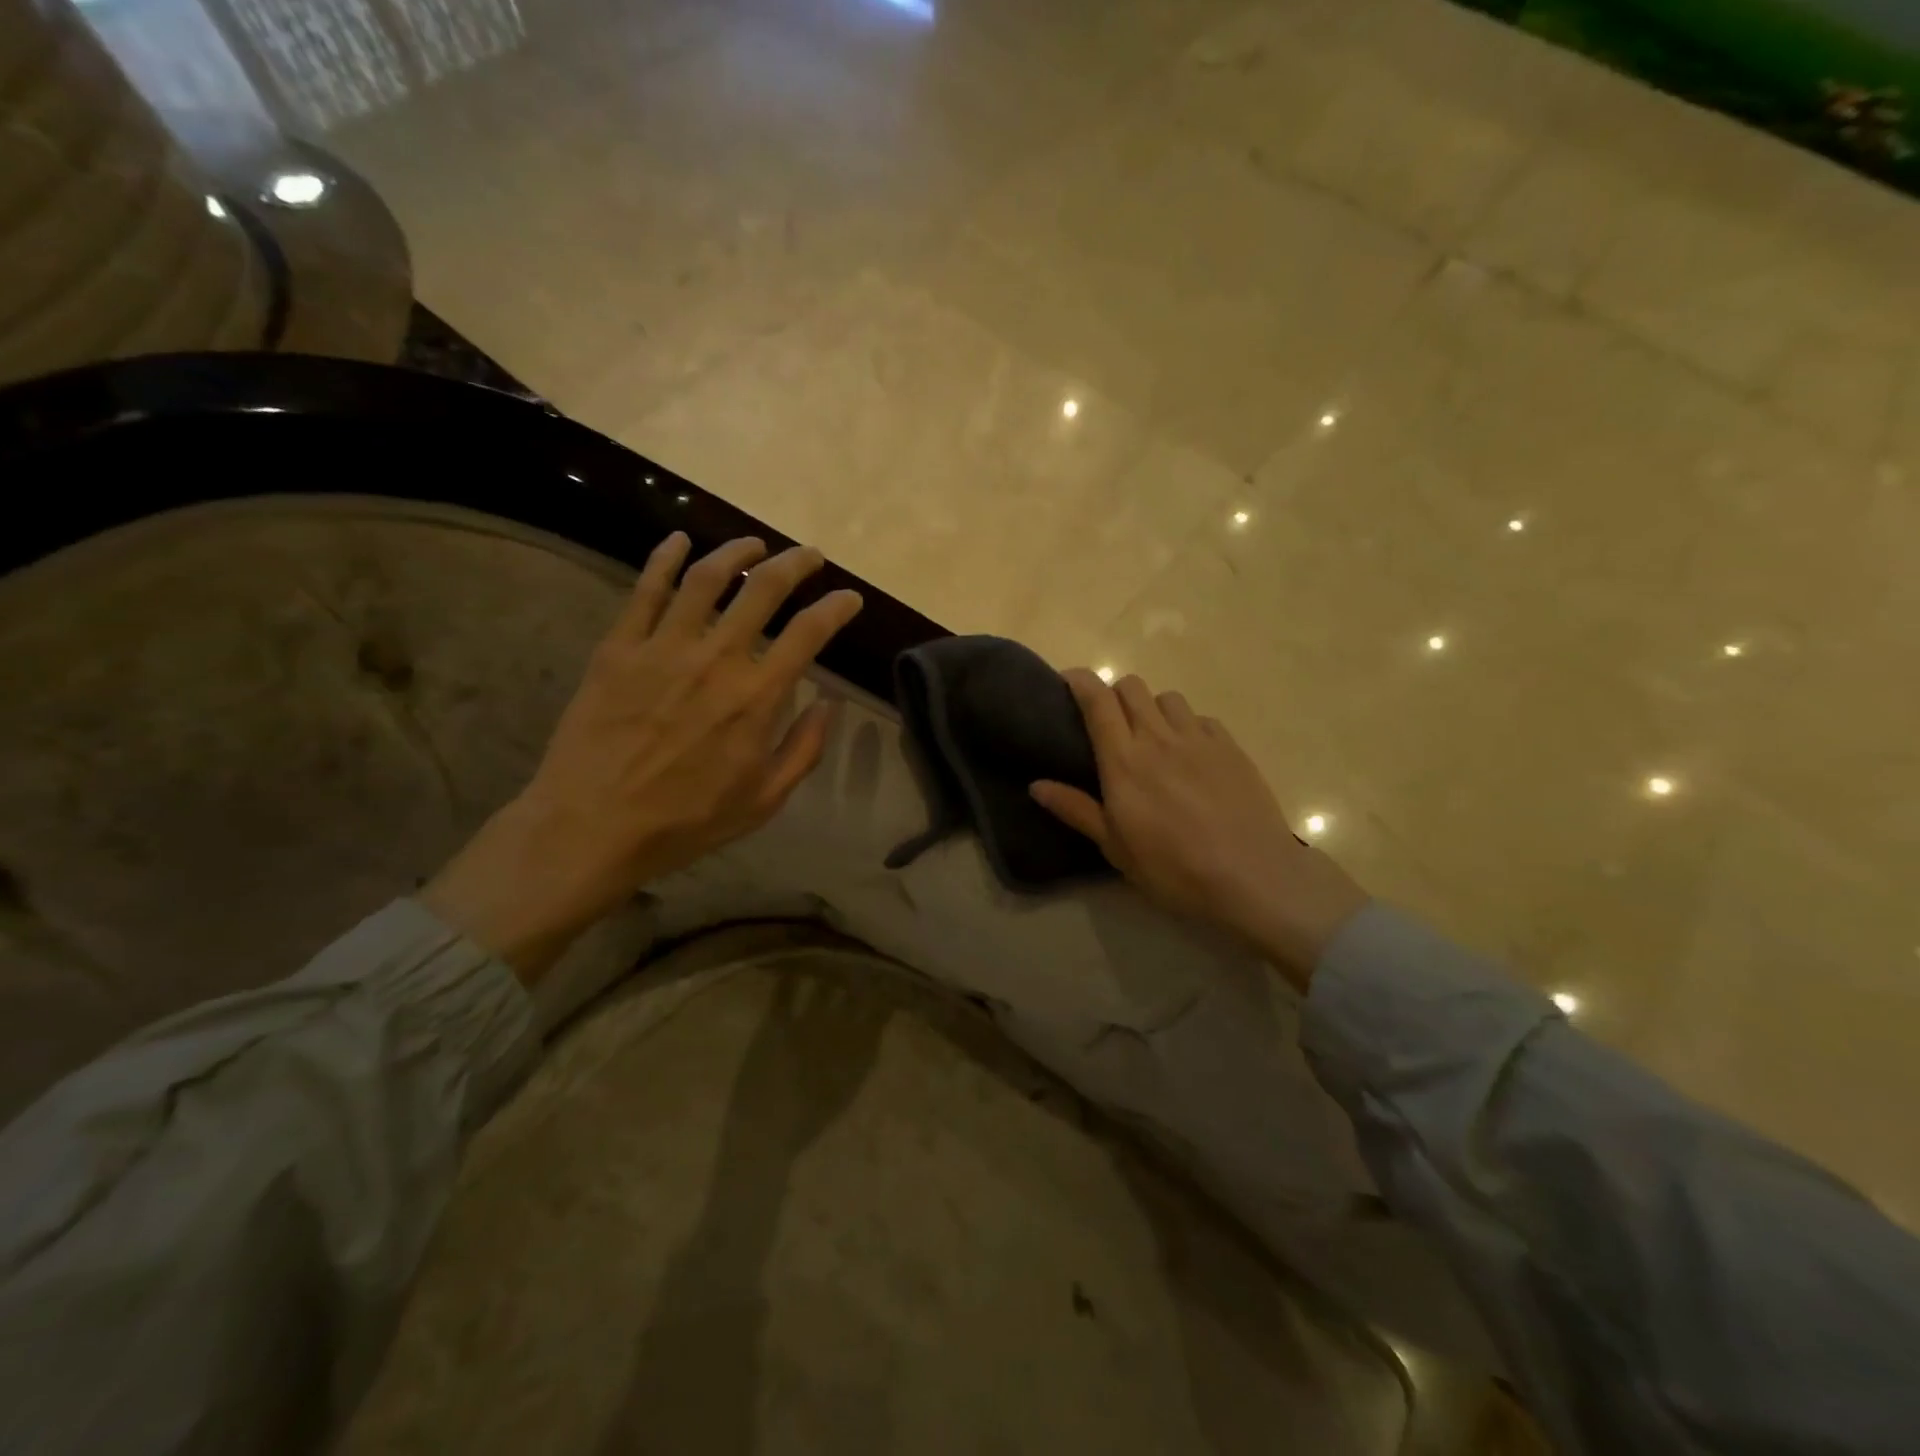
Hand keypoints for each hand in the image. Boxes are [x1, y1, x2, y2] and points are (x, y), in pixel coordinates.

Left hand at [422, 534, 861, 980]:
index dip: (836, 607)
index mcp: (756, 697)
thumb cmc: (686, 820)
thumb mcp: (764, 800)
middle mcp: (716, 658)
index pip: (809, 633)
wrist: (592, 826)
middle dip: (796, 564)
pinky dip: (664, 558)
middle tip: (810, 556)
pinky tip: (679, 540)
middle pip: (764, 589)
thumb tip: (829, 705)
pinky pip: (644, 589)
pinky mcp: (619, 648)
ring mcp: (663, 647)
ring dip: (736, 552)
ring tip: (754, 544)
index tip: (849, 597)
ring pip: (706, 578)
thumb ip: (804, 749)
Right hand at [1030, 670, 1369, 988]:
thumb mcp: (1115, 847)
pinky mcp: (1230, 747)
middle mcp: (1158, 738)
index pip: (1097, 700)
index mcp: (1123, 761)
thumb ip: (1076, 809)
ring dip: (1151, 708)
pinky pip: (1201, 718)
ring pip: (1167, 698)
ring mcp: (1199, 739)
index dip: (1080, 681)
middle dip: (1114, 693)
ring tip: (1152, 737)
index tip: (1068, 680)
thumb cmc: (1173, 869)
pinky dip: (1187, 725)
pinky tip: (1191, 754)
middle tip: (1110, 722)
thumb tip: (1036, 786)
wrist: (1252, 877)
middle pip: (1131, 687)